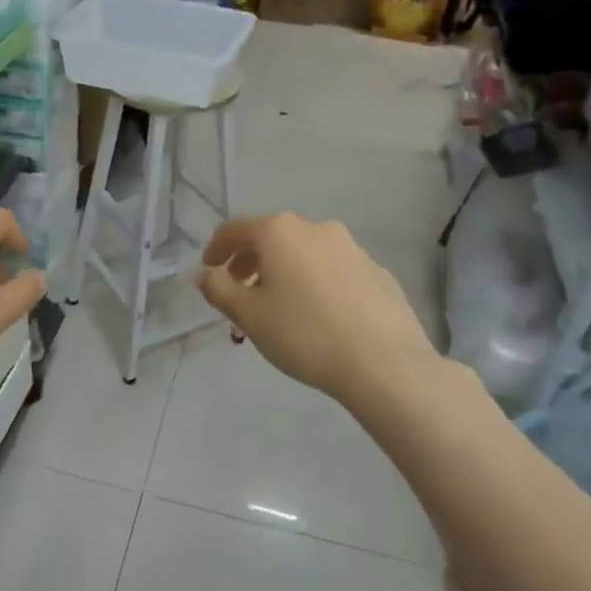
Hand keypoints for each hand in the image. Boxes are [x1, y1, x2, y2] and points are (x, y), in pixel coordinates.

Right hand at [197, 213, 439, 410]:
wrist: (384, 363)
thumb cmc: (304, 334)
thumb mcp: (248, 316)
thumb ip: (219, 290)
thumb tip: (206, 274)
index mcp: (279, 232)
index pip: (234, 229)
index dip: (215, 249)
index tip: (209, 271)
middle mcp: (315, 228)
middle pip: (271, 236)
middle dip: (250, 260)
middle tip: (240, 290)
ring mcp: (351, 247)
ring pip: (304, 251)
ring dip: (284, 270)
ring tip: (279, 305)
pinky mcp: (376, 270)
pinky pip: (332, 269)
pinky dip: (315, 281)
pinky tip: (319, 314)